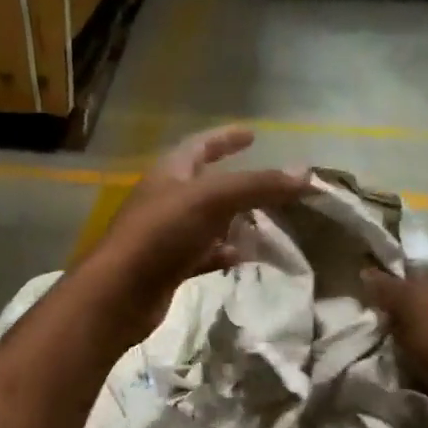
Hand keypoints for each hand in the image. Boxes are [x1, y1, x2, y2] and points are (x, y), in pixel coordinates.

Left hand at [85, 125, 309, 336]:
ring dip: (234, 222)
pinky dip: (223, 254)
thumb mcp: (213, 200)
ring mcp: (166, 235)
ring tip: (266, 224)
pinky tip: (242, 258)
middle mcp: (166, 200)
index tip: (253, 135)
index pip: (200, 145)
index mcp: (170, 173)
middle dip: (238, 185)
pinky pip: (202, 255)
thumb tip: (307, 174)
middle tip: (271, 188)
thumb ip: (258, 185)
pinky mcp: (168, 267)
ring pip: (207, 223)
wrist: (121, 293)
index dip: (226, 138)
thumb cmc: (162, 234)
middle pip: (206, 185)